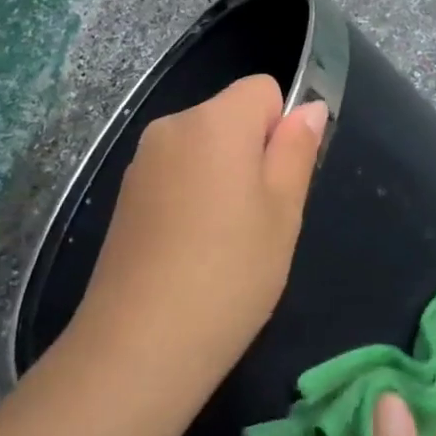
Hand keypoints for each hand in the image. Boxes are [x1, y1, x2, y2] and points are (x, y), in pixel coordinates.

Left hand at [67, 74, 326, 411]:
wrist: (138, 347)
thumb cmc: (229, 274)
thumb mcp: (283, 212)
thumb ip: (297, 150)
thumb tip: (311, 107)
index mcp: (215, 120)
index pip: (263, 89)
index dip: (282, 127)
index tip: (280, 181)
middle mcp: (172, 126)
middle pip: (229, 116)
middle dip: (252, 152)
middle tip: (261, 218)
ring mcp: (142, 161)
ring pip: (203, 148)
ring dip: (223, 176)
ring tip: (227, 242)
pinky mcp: (125, 196)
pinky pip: (175, 174)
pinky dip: (192, 197)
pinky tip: (192, 251)